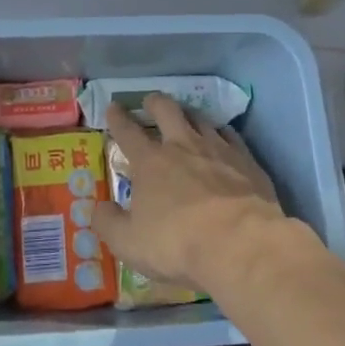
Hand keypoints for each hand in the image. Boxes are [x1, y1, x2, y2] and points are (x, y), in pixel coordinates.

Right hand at [89, 95, 290, 293]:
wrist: (240, 244)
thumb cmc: (177, 244)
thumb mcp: (129, 243)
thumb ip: (108, 223)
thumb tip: (97, 208)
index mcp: (150, 162)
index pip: (128, 131)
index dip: (117, 118)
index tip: (113, 106)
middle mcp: (182, 146)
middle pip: (167, 110)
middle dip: (155, 102)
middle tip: (150, 101)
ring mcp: (218, 149)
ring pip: (200, 118)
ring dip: (189, 114)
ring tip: (186, 117)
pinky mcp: (247, 161)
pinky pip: (232, 136)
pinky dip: (222, 134)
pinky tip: (223, 139)